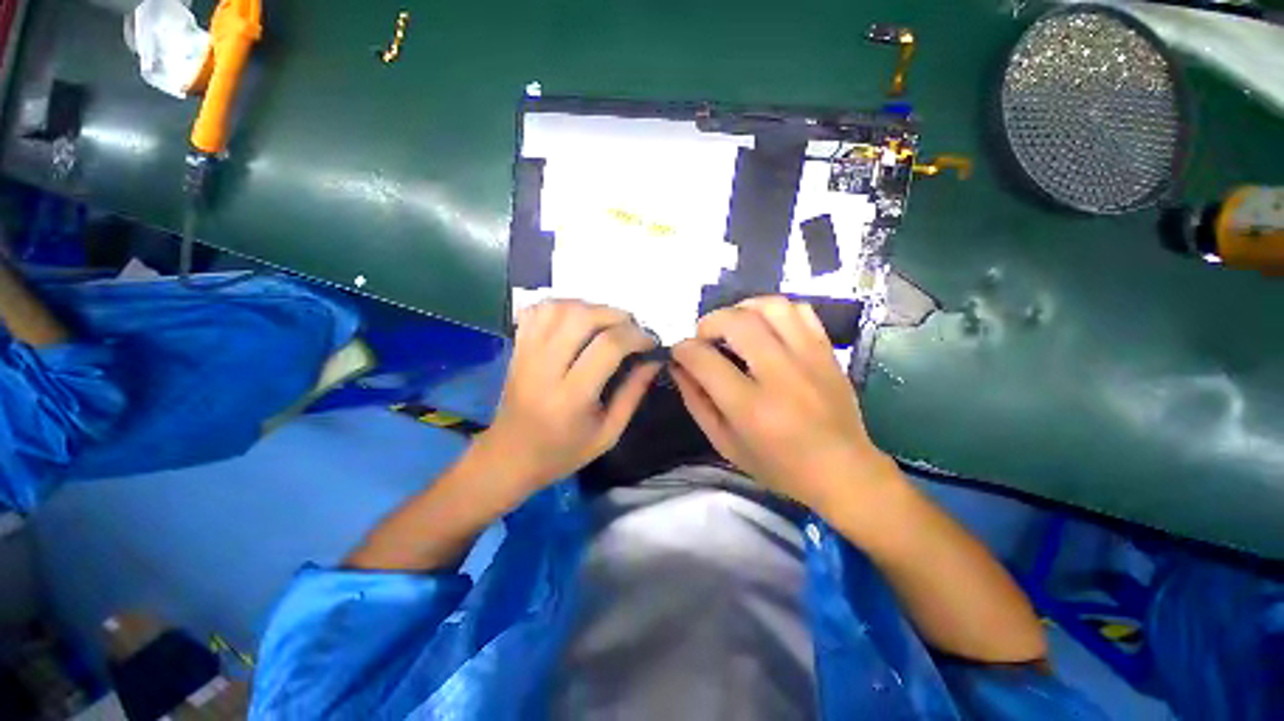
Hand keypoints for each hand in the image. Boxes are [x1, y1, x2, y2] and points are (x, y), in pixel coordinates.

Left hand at [472, 300, 660, 496]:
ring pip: (558, 308)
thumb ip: (633, 393)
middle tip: (631, 328)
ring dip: (589, 307)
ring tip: (606, 323)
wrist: (510, 456)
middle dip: (615, 315)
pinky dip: (561, 306)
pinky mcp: (517, 348)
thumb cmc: (563, 451)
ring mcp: (526, 354)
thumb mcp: (608, 433)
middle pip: (581, 317)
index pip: (608, 347)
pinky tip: (576, 320)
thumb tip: (654, 360)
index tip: (650, 342)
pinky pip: (537, 311)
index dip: (636, 337)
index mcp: (572, 397)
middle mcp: (545, 368)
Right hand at [671, 297, 895, 512]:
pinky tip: (765, 326)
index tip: (680, 352)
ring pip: (771, 307)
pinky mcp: (827, 352)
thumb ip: (696, 402)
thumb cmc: (777, 465)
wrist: (842, 470)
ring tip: (734, 325)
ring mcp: (809, 359)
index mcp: (750, 407)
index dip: (683, 349)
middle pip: (736, 323)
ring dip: (742, 309)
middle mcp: (780, 376)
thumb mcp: (725, 443)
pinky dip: (775, 311)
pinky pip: (800, 311)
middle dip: (709, 323)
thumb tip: (678, 366)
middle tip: (704, 337)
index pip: (704, 360)